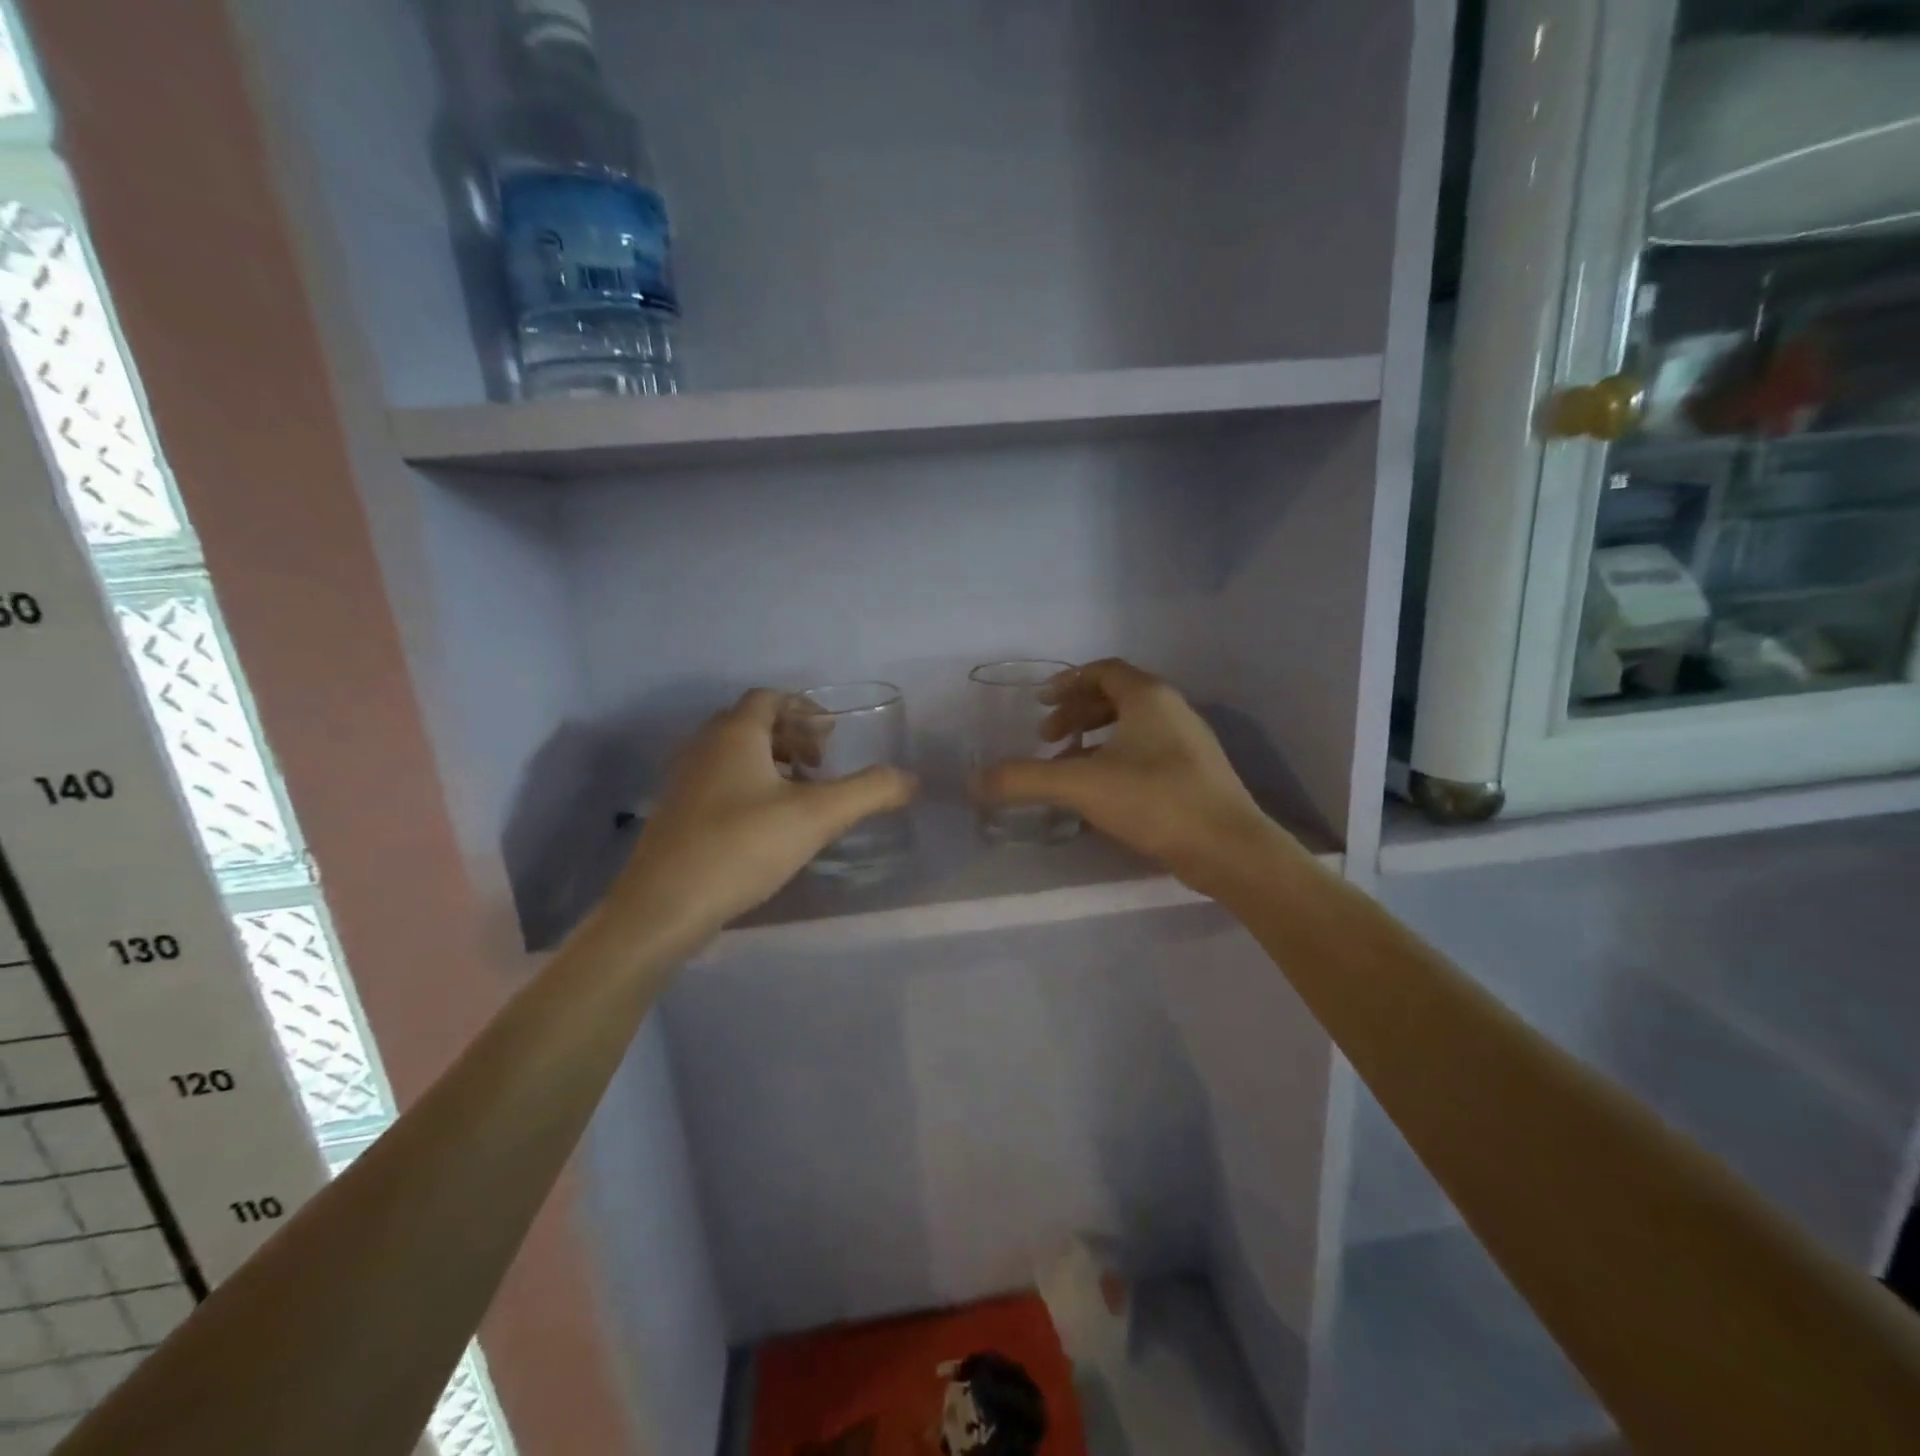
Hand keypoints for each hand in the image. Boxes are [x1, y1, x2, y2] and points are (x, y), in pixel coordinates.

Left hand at [609, 689, 916, 937]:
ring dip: (771, 762)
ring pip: (733, 753)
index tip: (832, 737)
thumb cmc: (741, 847)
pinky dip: (749, 785)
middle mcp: (703, 746)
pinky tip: (767, 825)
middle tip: (821, 765)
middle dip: (792, 736)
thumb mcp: (817, 817)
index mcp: (734, 734)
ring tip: (800, 795)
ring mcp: (684, 780)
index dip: (804, 708)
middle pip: (751, 722)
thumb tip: (911, 779)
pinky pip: (718, 780)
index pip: (769, 697)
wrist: (663, 906)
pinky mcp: (675, 813)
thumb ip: (868, 792)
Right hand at [973, 659, 1286, 893]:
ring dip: (1095, 737)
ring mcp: (1189, 741)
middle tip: (1048, 738)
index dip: (1067, 682)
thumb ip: (1025, 780)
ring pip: (1133, 725)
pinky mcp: (1196, 772)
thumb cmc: (1155, 800)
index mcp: (1148, 696)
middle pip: (1116, 695)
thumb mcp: (1081, 785)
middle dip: (1076, 713)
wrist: (1230, 848)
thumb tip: (974, 783)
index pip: (1103, 670)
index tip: (1040, 705)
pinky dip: (1117, 758)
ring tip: (1069, 765)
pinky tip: (1102, 792)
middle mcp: (1172, 709)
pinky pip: (1148, 750)